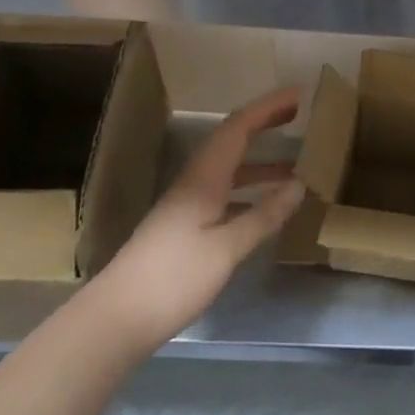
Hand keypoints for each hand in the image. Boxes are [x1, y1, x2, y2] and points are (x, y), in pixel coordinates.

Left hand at [87, 86, 304, 353]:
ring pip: (229, 170)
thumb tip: (298, 185)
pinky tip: (267, 208)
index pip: (238, 128)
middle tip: (299, 115)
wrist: (116, 320)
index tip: (298, 94)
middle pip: (232, 141)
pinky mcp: (185, 228)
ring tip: (297, 167)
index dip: (268, 107)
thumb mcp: (226, 248)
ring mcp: (187, 206)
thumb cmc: (173, 278)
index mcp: (204, 178)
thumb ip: (263, 215)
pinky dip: (250, 190)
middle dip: (265, 124)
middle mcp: (195, 183)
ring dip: (261, 162)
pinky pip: (224, 193)